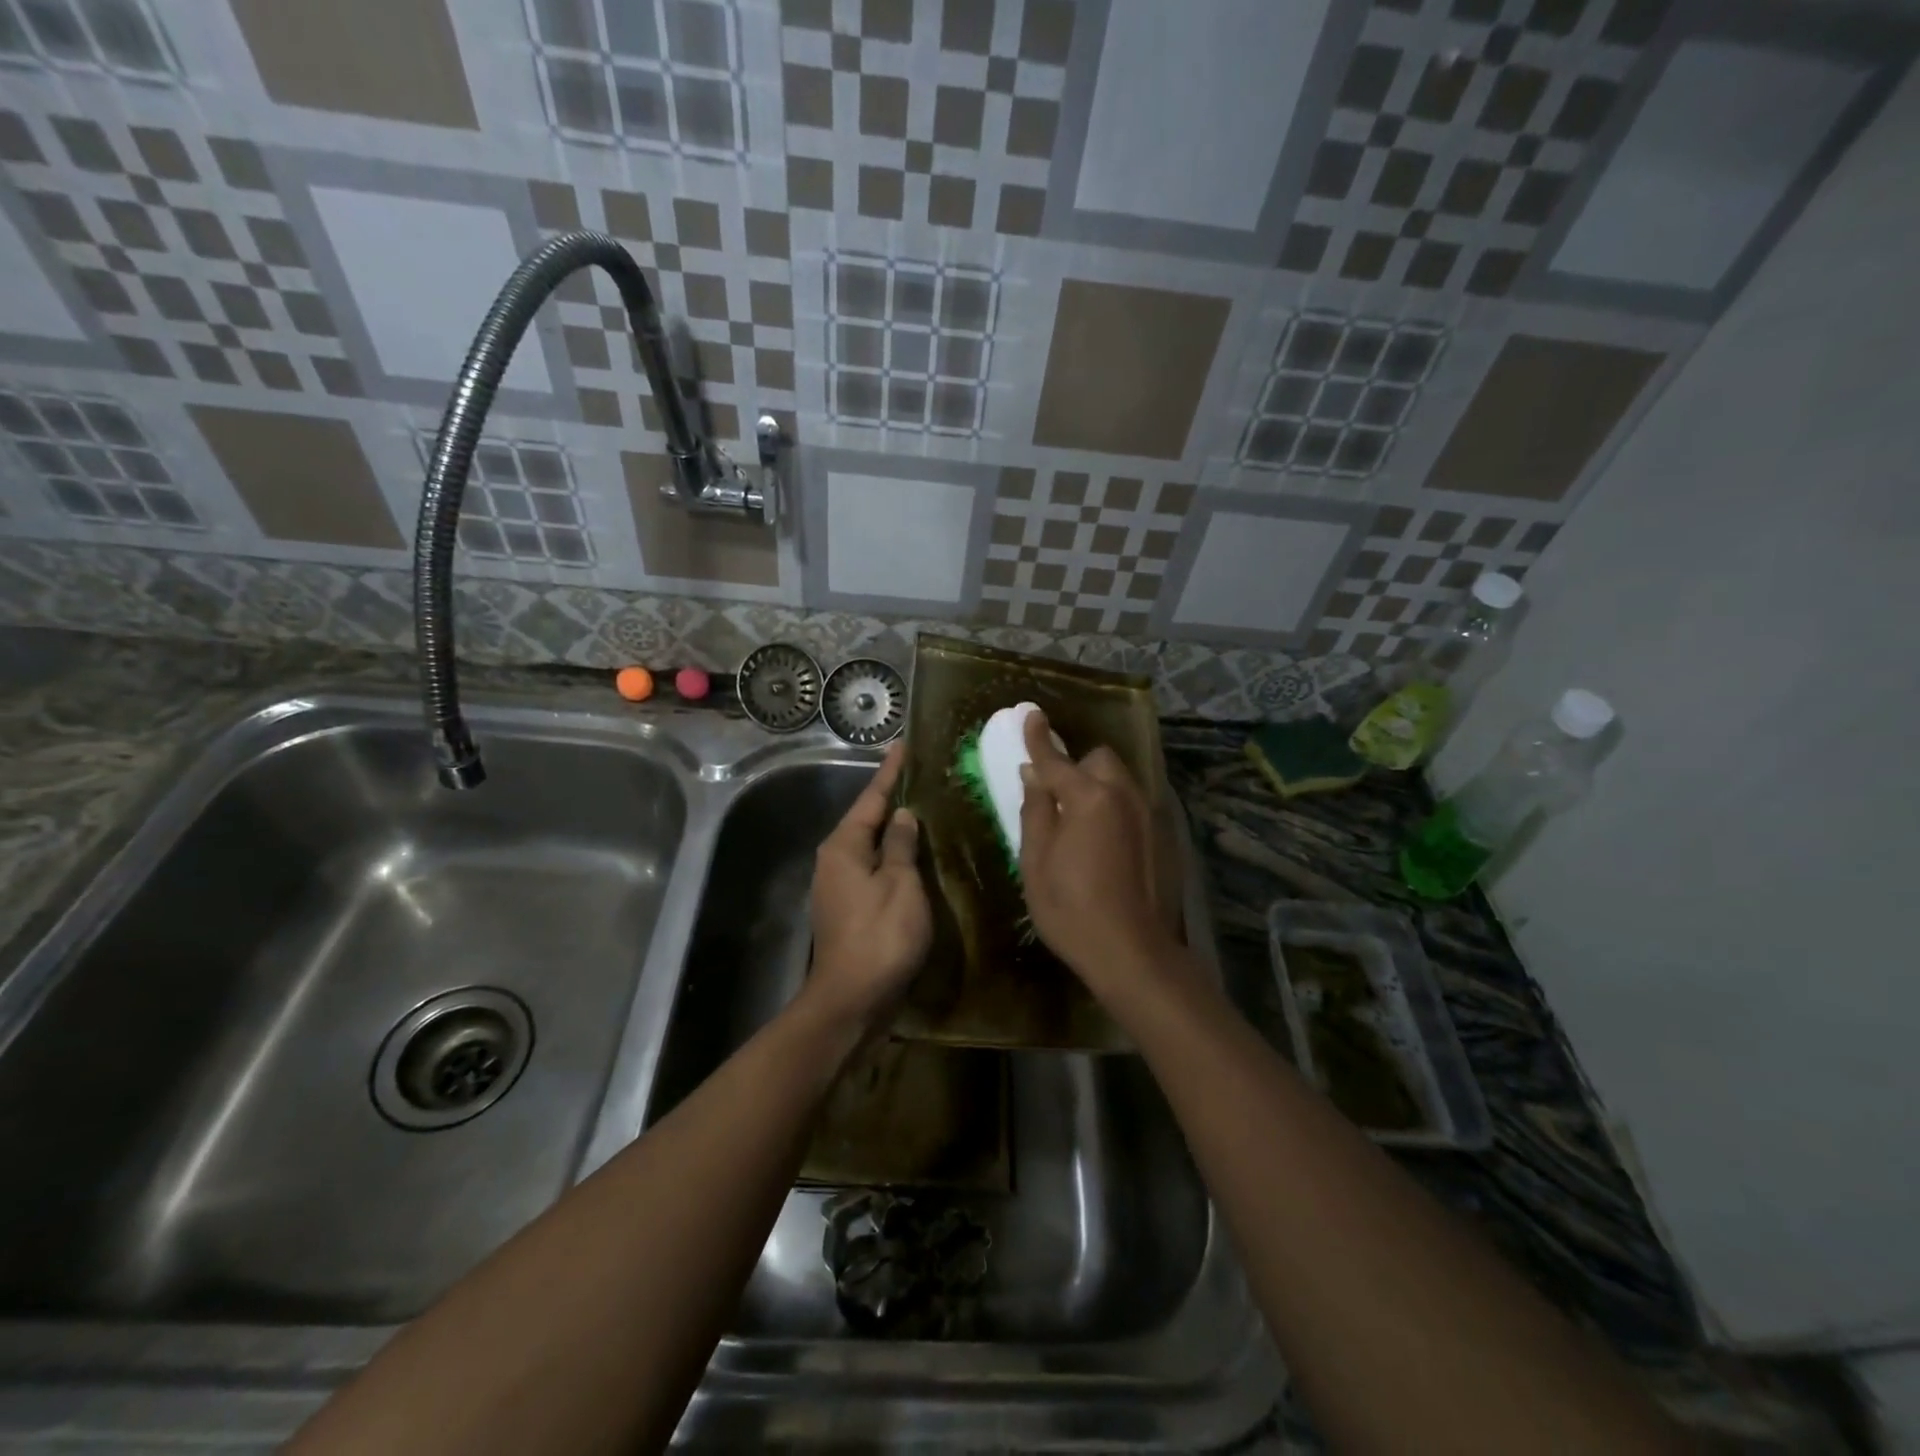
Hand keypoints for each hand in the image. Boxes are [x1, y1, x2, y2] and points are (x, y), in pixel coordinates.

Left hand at [807, 742, 931, 1026]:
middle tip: (920, 775)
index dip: (890, 772)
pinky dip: (892, 856)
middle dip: (891, 798)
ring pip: (869, 845)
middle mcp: (834, 860)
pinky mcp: (848, 908)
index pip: (871, 798)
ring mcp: (838, 886)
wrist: (852, 999)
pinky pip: (872, 868)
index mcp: (844, 847)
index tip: (903, 745)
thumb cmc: (880, 936)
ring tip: (923, 809)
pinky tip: (913, 855)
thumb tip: (902, 816)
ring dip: (893, 829)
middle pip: (866, 819)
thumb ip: (901, 845)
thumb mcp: (900, 884)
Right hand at [1017, 711, 1180, 995]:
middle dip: (1078, 768)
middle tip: (1058, 799)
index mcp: (1088, 798)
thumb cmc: (1071, 909)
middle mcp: (1124, 795)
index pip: (1055, 758)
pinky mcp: (1165, 836)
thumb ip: (1035, 811)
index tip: (1030, 714)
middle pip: (1099, 760)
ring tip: (1084, 824)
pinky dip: (1118, 809)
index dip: (1038, 738)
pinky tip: (1109, 846)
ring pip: (1121, 781)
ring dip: (1099, 787)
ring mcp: (1150, 815)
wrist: (1133, 953)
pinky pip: (1136, 805)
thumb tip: (1034, 776)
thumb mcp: (1036, 862)